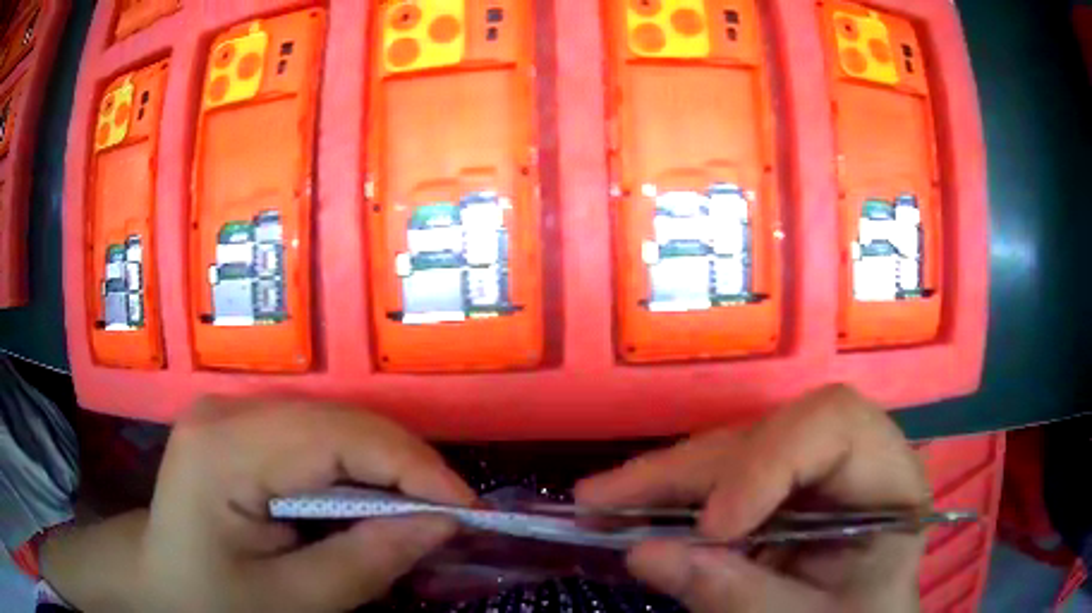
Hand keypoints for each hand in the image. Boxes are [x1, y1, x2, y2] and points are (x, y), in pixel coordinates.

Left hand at [43, 398, 474, 612]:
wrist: (159, 583)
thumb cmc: (213, 602)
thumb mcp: (292, 603)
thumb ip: (366, 562)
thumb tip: (443, 523)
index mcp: (223, 450)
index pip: (336, 436)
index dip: (413, 467)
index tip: (468, 510)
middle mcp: (225, 409)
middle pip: (337, 420)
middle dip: (405, 466)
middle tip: (450, 515)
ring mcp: (228, 409)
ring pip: (332, 422)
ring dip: (383, 466)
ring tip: (418, 511)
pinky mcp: (238, 424)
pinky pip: (313, 434)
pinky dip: (354, 466)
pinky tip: (368, 500)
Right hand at [575, 385, 929, 612]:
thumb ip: (737, 596)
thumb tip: (643, 554)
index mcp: (889, 479)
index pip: (835, 425)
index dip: (768, 462)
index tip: (713, 526)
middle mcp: (853, 456)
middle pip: (770, 433)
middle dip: (688, 471)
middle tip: (602, 499)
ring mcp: (815, 468)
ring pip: (735, 448)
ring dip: (667, 478)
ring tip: (600, 501)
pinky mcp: (782, 486)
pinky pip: (723, 475)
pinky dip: (674, 495)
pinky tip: (632, 507)